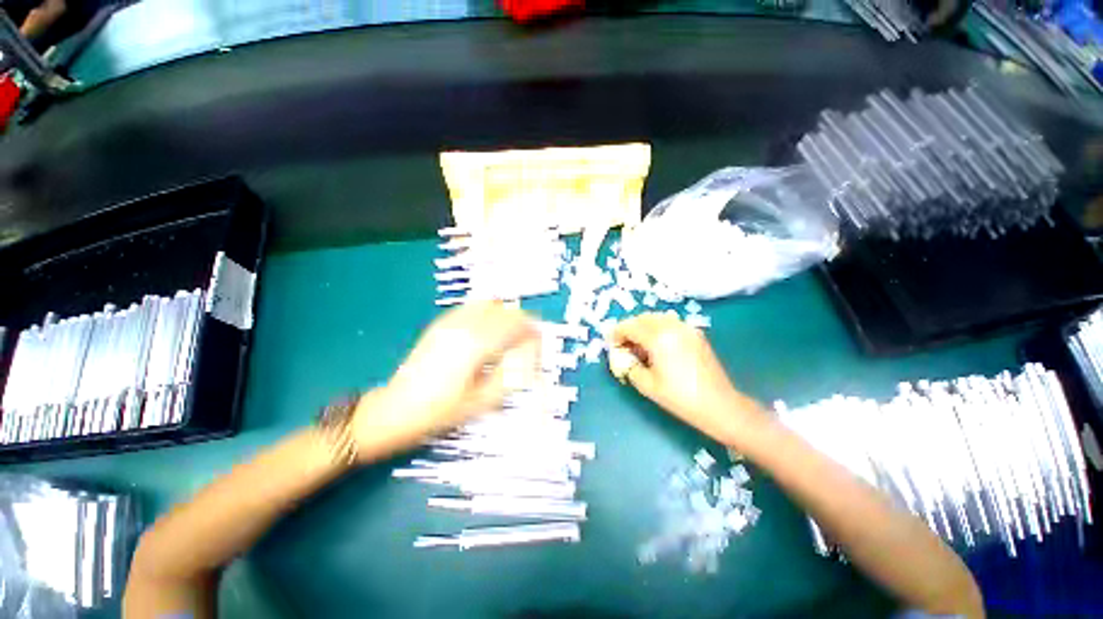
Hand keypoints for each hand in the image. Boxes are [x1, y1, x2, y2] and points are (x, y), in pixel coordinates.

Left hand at [352, 302, 538, 456]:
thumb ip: (512, 375)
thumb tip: (529, 357)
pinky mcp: (440, 324)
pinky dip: (488, 313)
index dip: (532, 330)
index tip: (539, 342)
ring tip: (510, 335)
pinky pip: (471, 307)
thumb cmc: (441, 411)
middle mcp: (465, 326)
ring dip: (505, 315)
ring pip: (489, 304)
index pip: (515, 325)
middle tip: (528, 341)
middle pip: (504, 311)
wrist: (396, 410)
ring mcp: (450, 322)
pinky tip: (488, 331)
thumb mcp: (483, 401)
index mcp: (476, 344)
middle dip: (522, 322)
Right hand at [612, 312, 767, 445]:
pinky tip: (658, 345)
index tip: (611, 344)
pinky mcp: (695, 333)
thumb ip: (629, 366)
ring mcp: (686, 328)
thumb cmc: (680, 398)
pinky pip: (670, 323)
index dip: (617, 333)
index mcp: (658, 338)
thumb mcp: (647, 385)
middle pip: (642, 318)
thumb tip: (623, 356)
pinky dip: (658, 328)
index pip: (630, 326)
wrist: (719, 405)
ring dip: (643, 326)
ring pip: (657, 318)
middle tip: (623, 345)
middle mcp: (672, 327)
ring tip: (639, 345)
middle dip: (629, 328)